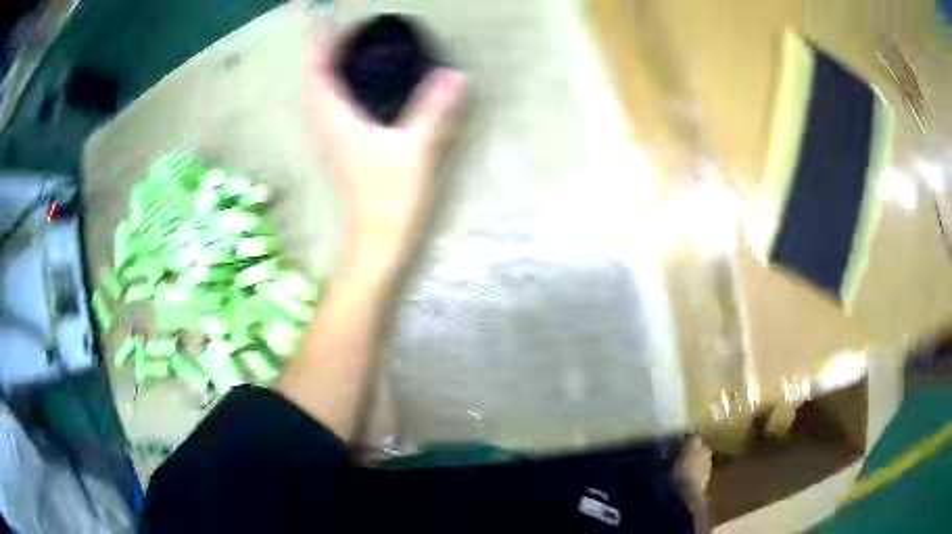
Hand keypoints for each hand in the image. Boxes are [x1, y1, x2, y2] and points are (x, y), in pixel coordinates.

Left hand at [307, 24, 466, 262]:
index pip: (316, 71)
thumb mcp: (415, 148)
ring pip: (321, 92)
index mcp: (335, 119)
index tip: (321, 17)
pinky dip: (338, 86)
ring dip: (328, 67)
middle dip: (322, 49)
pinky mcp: (342, 147)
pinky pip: (331, 105)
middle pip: (315, 78)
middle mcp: (326, 124)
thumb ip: (433, 109)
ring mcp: (332, 137)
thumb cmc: (390, 196)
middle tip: (342, 27)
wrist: (376, 239)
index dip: (317, 42)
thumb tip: (454, 74)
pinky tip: (359, 83)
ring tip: (348, 46)